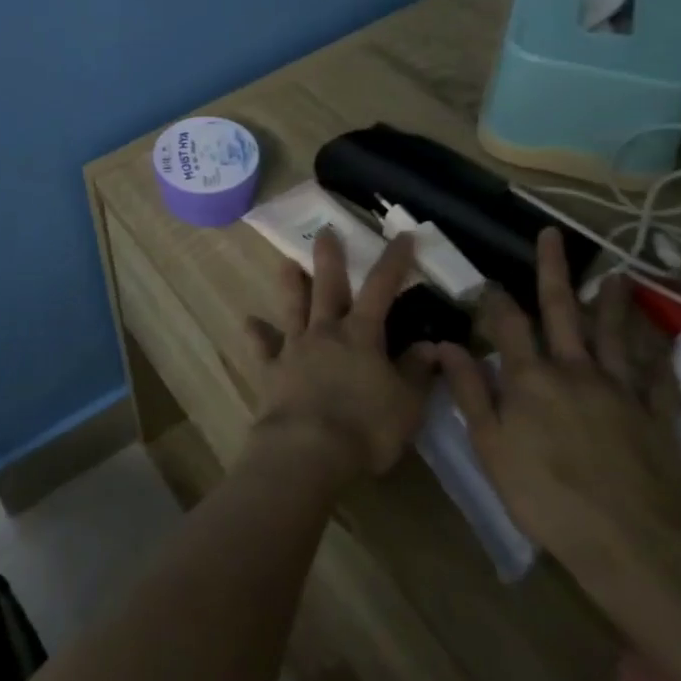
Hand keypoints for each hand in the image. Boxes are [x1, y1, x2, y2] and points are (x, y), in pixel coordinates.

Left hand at [244, 228, 435, 484]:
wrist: (308, 449)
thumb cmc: (366, 428)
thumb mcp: (406, 404)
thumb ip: (417, 372)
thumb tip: (432, 346)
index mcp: (362, 336)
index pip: (381, 289)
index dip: (393, 261)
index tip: (402, 236)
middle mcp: (326, 332)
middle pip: (328, 287)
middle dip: (329, 258)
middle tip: (325, 231)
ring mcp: (295, 348)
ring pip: (292, 307)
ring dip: (290, 284)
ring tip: (285, 262)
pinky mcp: (272, 369)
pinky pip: (263, 347)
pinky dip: (256, 333)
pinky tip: (248, 322)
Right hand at [437, 228, 680, 577]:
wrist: (635, 546)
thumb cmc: (547, 496)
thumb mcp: (491, 446)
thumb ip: (470, 391)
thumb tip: (444, 343)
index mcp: (530, 377)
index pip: (508, 323)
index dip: (495, 298)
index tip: (487, 279)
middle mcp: (574, 371)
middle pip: (562, 311)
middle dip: (553, 271)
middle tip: (553, 235)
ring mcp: (621, 392)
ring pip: (614, 335)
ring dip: (611, 302)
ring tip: (614, 273)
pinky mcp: (658, 419)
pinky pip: (659, 378)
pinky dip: (658, 354)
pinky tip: (659, 338)